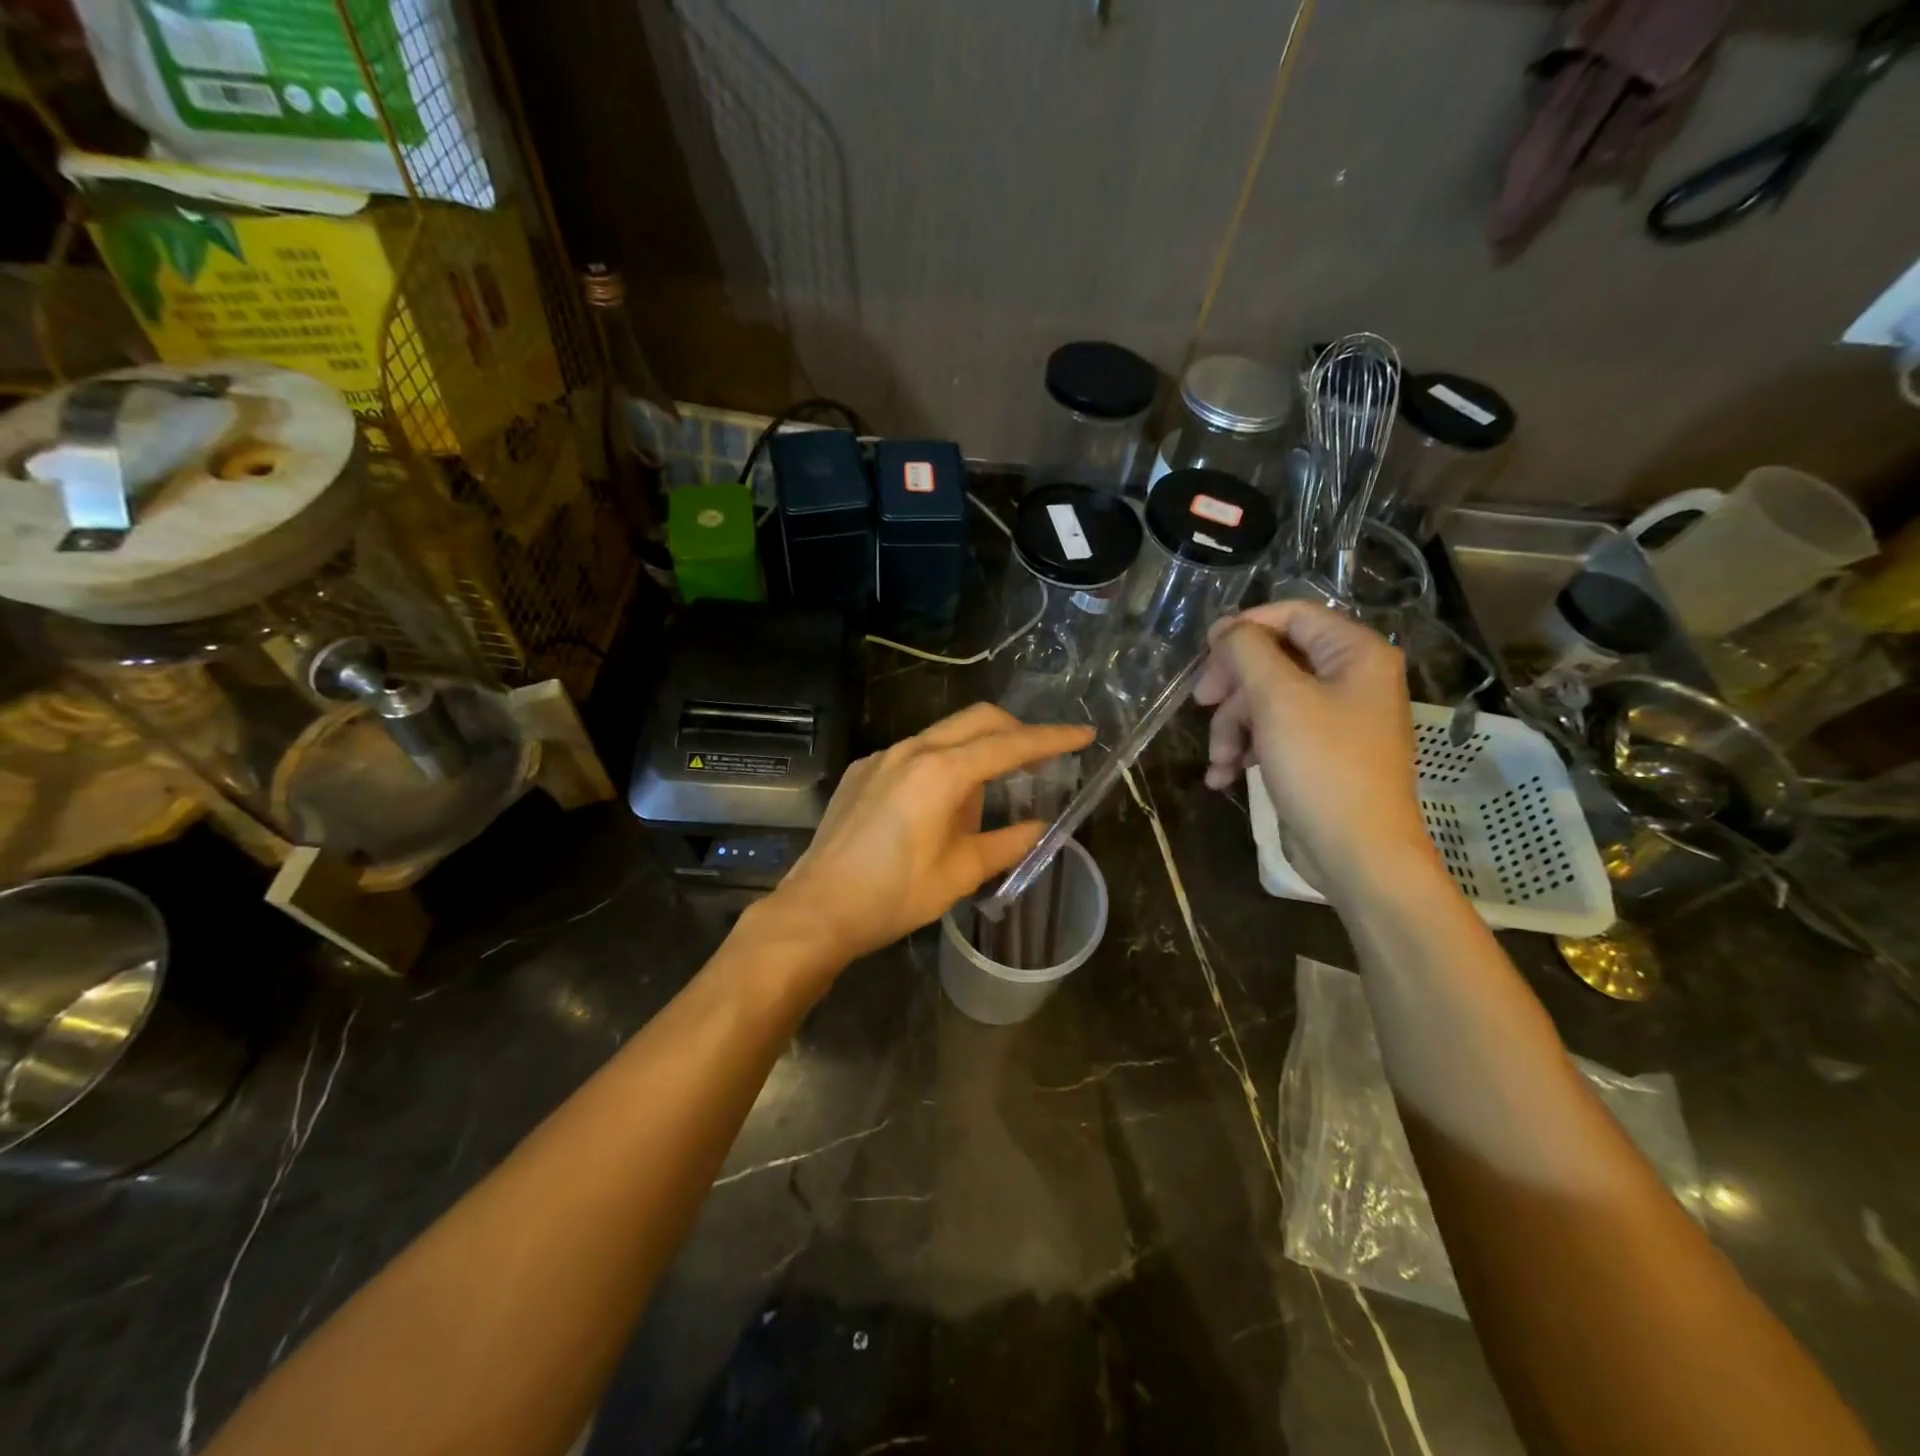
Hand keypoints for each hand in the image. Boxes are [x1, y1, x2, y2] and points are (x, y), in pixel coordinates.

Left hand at [767, 703, 1093, 963]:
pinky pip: (915, 753)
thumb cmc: (895, 895)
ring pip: (945, 734)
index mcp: (942, 772)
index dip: (1052, 738)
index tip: (1084, 734)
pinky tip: (940, 802)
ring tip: (990, 792)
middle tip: (1042, 758)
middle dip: (1016, 730)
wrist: (818, 908)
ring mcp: (882, 756)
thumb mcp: (961, 873)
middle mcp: (912, 750)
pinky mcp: (863, 770)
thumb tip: (1043, 827)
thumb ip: (1008, 843)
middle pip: (977, 720)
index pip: (1009, 745)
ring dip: (977, 749)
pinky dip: (942, 763)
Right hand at [1194, 600, 1437, 899]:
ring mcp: (1336, 718)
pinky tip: (1222, 776)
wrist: (1357, 852)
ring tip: (1219, 760)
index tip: (1204, 654)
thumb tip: (1226, 628)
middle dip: (1233, 689)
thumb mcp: (1277, 699)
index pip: (1292, 616)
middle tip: (1201, 705)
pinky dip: (1246, 750)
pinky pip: (1274, 734)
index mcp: (1355, 654)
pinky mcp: (1320, 752)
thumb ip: (1247, 651)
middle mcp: (1350, 678)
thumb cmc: (1322, 766)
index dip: (1244, 629)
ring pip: (1266, 701)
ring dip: (1233, 728)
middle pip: (1273, 660)